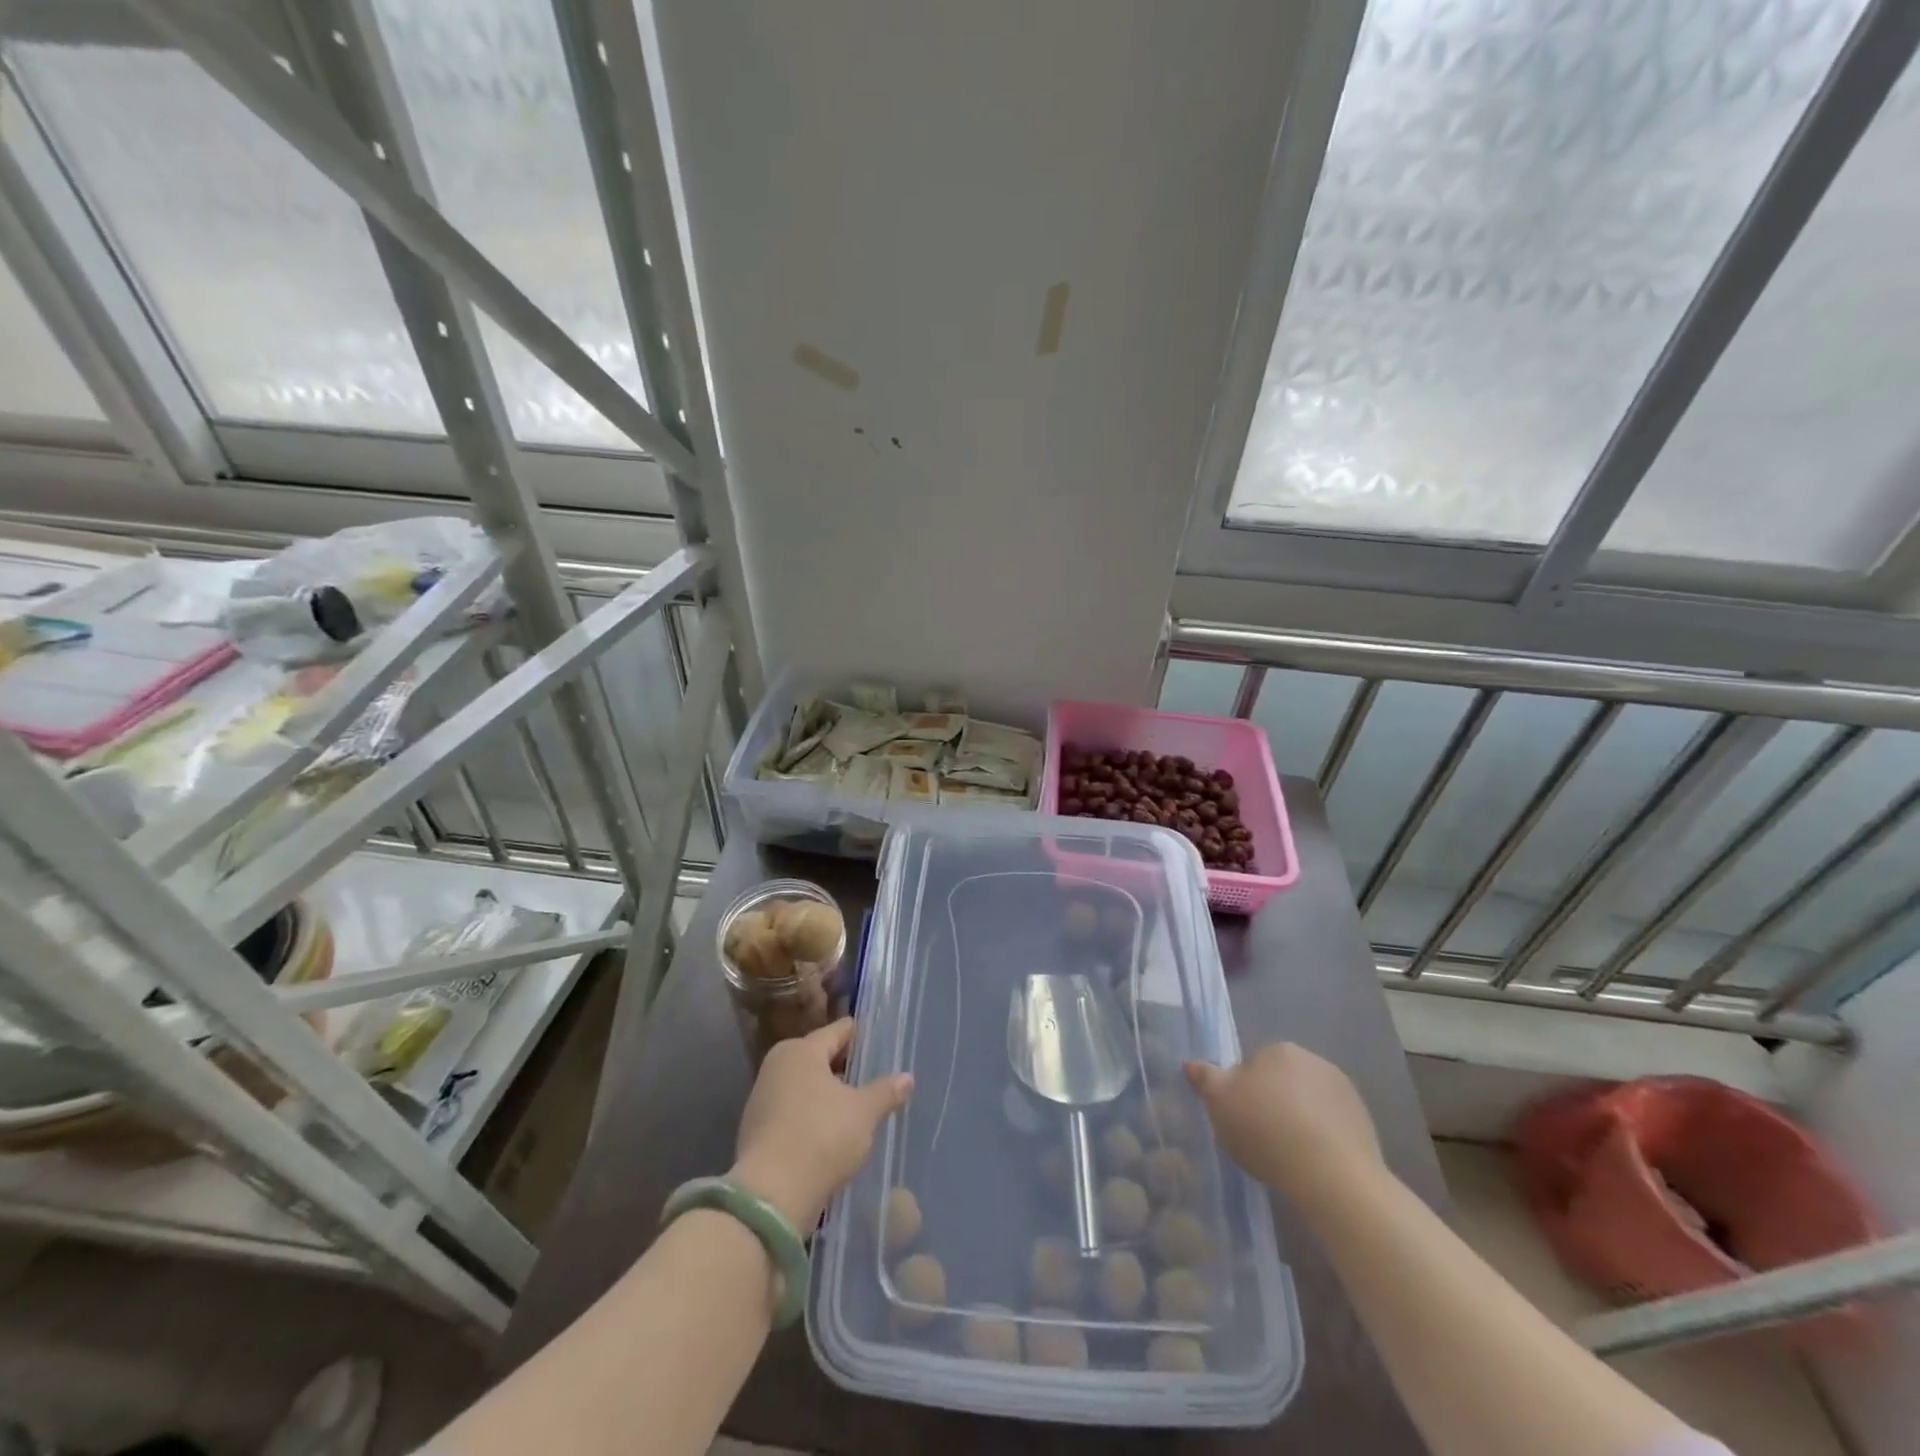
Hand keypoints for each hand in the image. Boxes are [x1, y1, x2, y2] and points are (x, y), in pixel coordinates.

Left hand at [731, 1018, 912, 1231]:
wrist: (770, 1198)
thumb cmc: (821, 1138)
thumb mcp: (863, 1113)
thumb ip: (886, 1091)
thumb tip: (907, 1077)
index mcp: (801, 1050)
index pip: (840, 1031)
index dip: (863, 1037)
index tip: (883, 1047)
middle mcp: (777, 1065)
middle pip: (821, 1057)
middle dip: (846, 1069)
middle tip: (875, 1081)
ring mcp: (762, 1097)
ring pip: (806, 1085)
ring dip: (828, 1095)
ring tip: (857, 1110)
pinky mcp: (756, 1129)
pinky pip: (793, 1111)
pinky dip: (811, 1116)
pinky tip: (831, 1134)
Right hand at [1184, 1042, 1382, 1207]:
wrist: (1333, 1176)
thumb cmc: (1266, 1130)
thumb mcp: (1219, 1103)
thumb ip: (1204, 1078)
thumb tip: (1190, 1063)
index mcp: (1278, 1049)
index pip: (1252, 1066)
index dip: (1242, 1093)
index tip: (1239, 1120)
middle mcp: (1314, 1060)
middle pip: (1281, 1082)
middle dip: (1271, 1103)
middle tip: (1260, 1138)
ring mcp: (1344, 1091)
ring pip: (1307, 1103)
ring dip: (1297, 1121)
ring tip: (1287, 1156)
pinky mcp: (1364, 1123)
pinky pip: (1331, 1126)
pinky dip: (1322, 1139)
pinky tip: (1312, 1164)